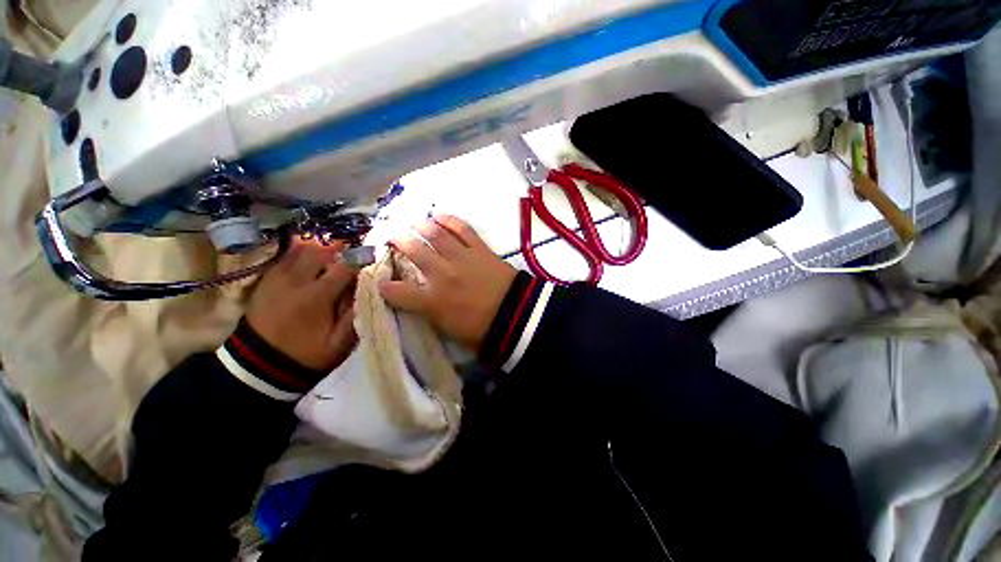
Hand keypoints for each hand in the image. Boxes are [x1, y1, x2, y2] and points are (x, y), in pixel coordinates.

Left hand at [247, 241, 358, 370]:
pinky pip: (285, 257)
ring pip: (300, 249)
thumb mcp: (339, 344)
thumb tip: (369, 290)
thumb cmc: (306, 355)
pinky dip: (300, 254)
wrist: (260, 366)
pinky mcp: (265, 280)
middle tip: (351, 258)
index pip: (344, 267)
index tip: (370, 264)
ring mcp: (276, 278)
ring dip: (319, 250)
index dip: (360, 262)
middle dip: (339, 251)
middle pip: (320, 251)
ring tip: (331, 259)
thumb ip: (355, 315)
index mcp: (315, 297)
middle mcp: (294, 281)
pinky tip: (310, 262)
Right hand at [381, 215, 516, 350]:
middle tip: (388, 233)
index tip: (380, 283)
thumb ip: (431, 315)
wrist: (517, 316)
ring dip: (419, 225)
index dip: (384, 287)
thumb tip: (420, 304)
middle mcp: (442, 275)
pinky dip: (450, 220)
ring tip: (410, 220)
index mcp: (433, 301)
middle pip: (413, 250)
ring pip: (435, 234)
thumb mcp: (451, 331)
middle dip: (396, 239)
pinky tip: (439, 215)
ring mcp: (462, 258)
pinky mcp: (480, 249)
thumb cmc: (484, 331)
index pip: (398, 292)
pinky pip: (463, 229)